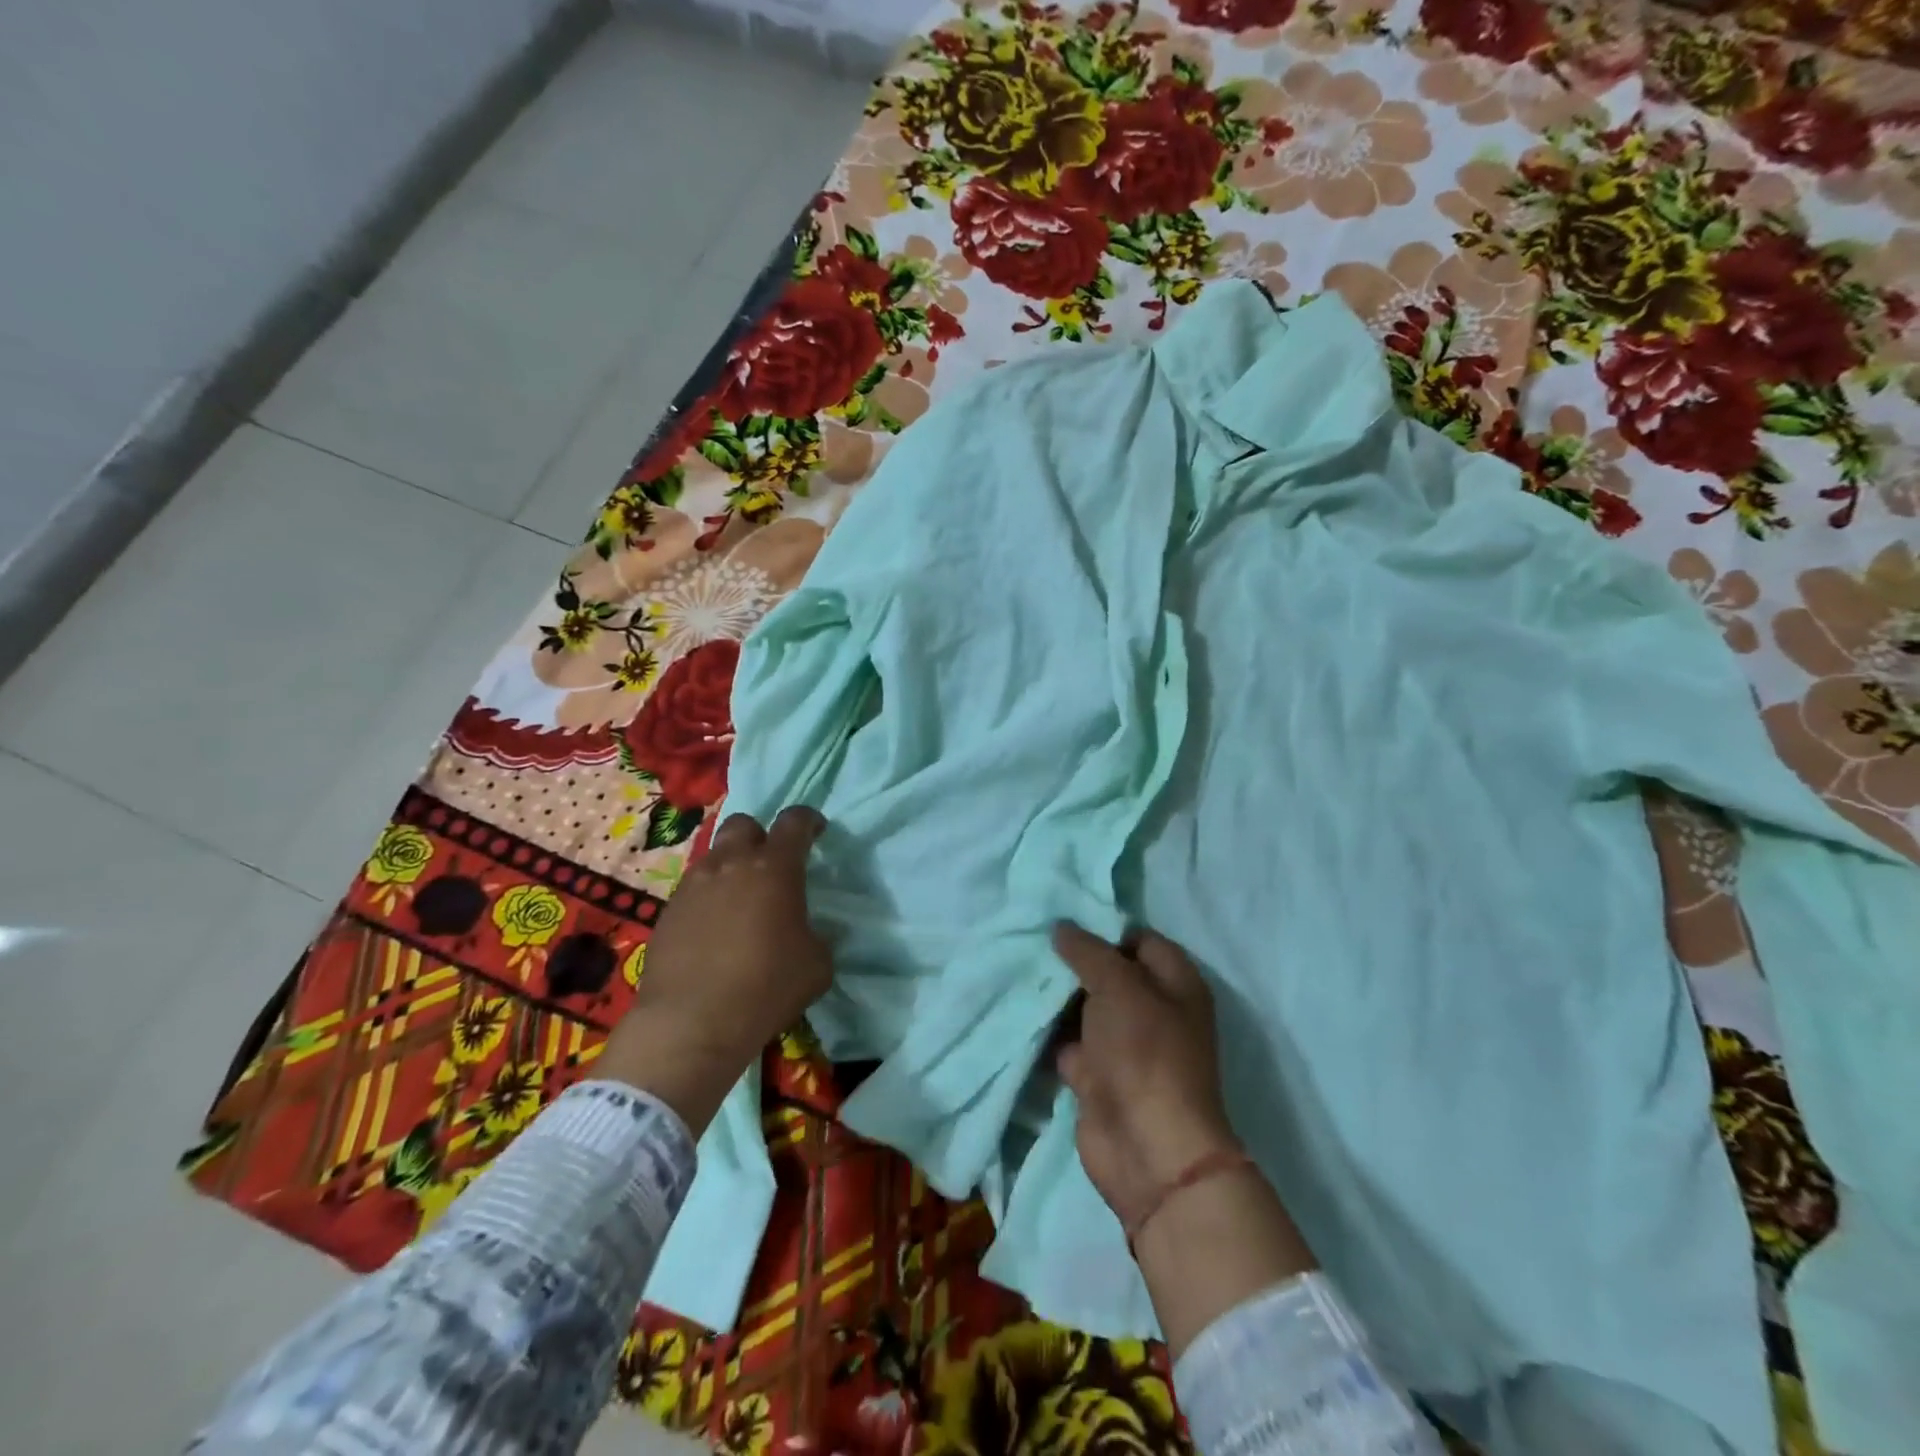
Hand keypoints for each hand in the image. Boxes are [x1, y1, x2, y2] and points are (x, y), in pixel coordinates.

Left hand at [597, 807, 831, 1131]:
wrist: (692, 1023)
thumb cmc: (767, 987)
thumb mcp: (817, 964)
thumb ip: (816, 935)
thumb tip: (805, 933)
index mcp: (775, 868)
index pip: (795, 821)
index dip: (808, 820)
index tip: (816, 831)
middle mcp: (731, 864)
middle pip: (744, 825)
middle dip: (760, 836)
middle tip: (771, 865)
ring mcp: (693, 886)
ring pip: (714, 857)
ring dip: (731, 868)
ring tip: (740, 902)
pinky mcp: (667, 911)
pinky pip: (693, 890)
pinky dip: (708, 898)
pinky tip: (713, 930)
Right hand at [1053, 923, 1315, 1356]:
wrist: (1147, 1150)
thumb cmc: (1145, 1053)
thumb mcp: (1120, 986)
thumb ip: (1089, 951)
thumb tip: (1062, 927)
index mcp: (1175, 983)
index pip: (1139, 939)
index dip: (1104, 927)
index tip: (1061, 917)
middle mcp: (1153, 1010)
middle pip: (1109, 973)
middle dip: (1072, 959)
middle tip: (1029, 937)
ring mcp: (1124, 1046)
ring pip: (1085, 1008)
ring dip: (1055, 994)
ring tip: (1015, 964)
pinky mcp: (1097, 1076)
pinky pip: (1068, 1041)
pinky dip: (1046, 1030)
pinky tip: (1016, 1007)